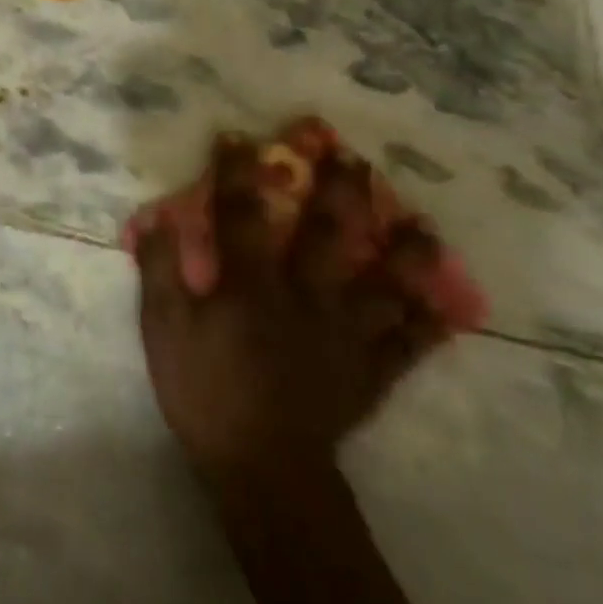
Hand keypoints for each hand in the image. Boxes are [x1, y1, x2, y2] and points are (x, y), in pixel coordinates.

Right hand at [134, 134, 456, 498]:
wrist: (260, 467)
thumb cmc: (204, 393)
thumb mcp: (163, 330)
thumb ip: (160, 272)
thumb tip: (158, 219)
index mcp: (253, 284)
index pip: (243, 214)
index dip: (238, 172)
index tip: (239, 137)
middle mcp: (307, 296)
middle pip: (328, 233)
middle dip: (339, 190)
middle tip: (352, 158)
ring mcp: (347, 334)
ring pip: (387, 283)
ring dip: (407, 251)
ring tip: (423, 225)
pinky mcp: (370, 372)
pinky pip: (408, 344)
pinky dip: (428, 324)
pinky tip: (443, 308)